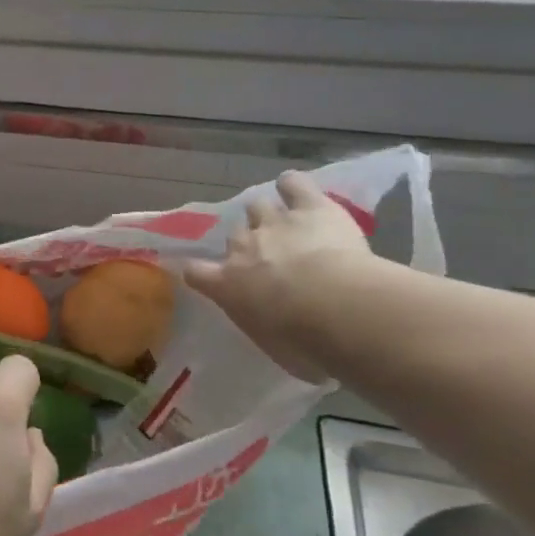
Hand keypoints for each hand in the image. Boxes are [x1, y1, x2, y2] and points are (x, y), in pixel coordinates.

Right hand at [182, 171, 380, 381]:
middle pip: (234, 235)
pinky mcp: (310, 207)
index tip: (206, 276)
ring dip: (267, 214)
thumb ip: (270, 332)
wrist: (338, 308)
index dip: (199, 272)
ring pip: (258, 206)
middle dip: (246, 242)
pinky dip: (293, 186)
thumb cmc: (304, 343)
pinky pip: (294, 185)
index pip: (196, 272)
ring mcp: (274, 223)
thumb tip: (280, 334)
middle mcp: (242, 248)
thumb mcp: (277, 350)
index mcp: (227, 286)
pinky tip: (297, 189)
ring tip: (283, 222)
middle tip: (266, 256)